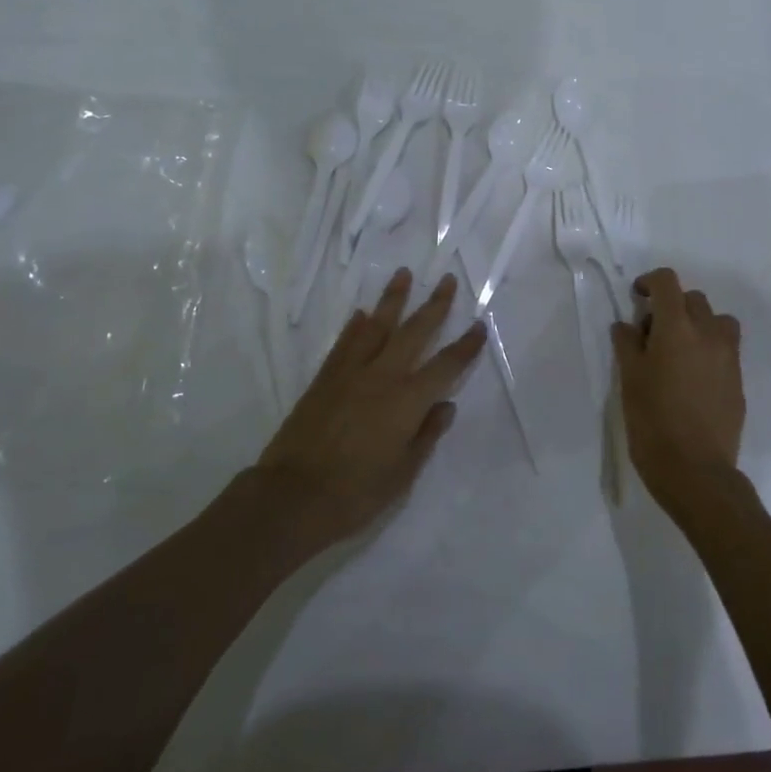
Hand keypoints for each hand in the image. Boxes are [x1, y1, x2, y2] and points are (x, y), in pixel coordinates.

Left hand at [254, 269, 485, 550]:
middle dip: (434, 305)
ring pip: (377, 326)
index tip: (479, 325)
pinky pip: (344, 342)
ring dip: (392, 299)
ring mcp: (350, 373)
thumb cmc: (354, 493)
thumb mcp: (402, 475)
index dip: (465, 346)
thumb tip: (446, 406)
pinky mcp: (324, 378)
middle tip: (447, 279)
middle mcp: (382, 377)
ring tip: (403, 274)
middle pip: (414, 332)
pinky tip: (362, 313)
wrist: (290, 497)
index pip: (445, 366)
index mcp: (407, 401)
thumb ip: (426, 436)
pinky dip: (355, 325)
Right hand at [610, 266, 744, 523]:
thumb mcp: (629, 380)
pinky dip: (710, 350)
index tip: (637, 297)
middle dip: (672, 306)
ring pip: (717, 322)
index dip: (650, 282)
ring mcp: (729, 358)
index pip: (668, 282)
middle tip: (652, 334)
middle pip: (694, 299)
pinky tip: (692, 380)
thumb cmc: (653, 422)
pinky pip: (726, 350)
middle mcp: (708, 334)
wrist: (696, 472)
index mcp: (677, 328)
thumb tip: (627, 325)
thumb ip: (627, 345)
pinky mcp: (739, 382)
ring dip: (698, 325)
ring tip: (679, 352)